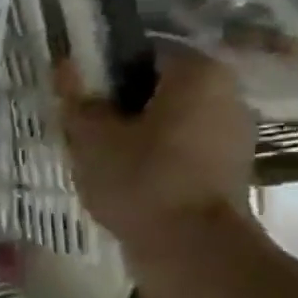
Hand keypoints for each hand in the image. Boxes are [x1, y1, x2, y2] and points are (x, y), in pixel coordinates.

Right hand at [55, 42, 255, 253]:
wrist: (192, 248)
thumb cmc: (141, 179)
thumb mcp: (92, 137)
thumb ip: (77, 98)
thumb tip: (65, 64)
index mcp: (198, 73)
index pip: (142, 50)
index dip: (102, 69)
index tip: (75, 93)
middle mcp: (227, 92)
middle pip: (158, 85)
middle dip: (119, 101)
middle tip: (81, 125)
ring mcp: (233, 131)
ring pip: (169, 117)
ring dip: (135, 129)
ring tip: (97, 153)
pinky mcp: (228, 165)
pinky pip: (181, 145)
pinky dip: (154, 153)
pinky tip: (124, 175)